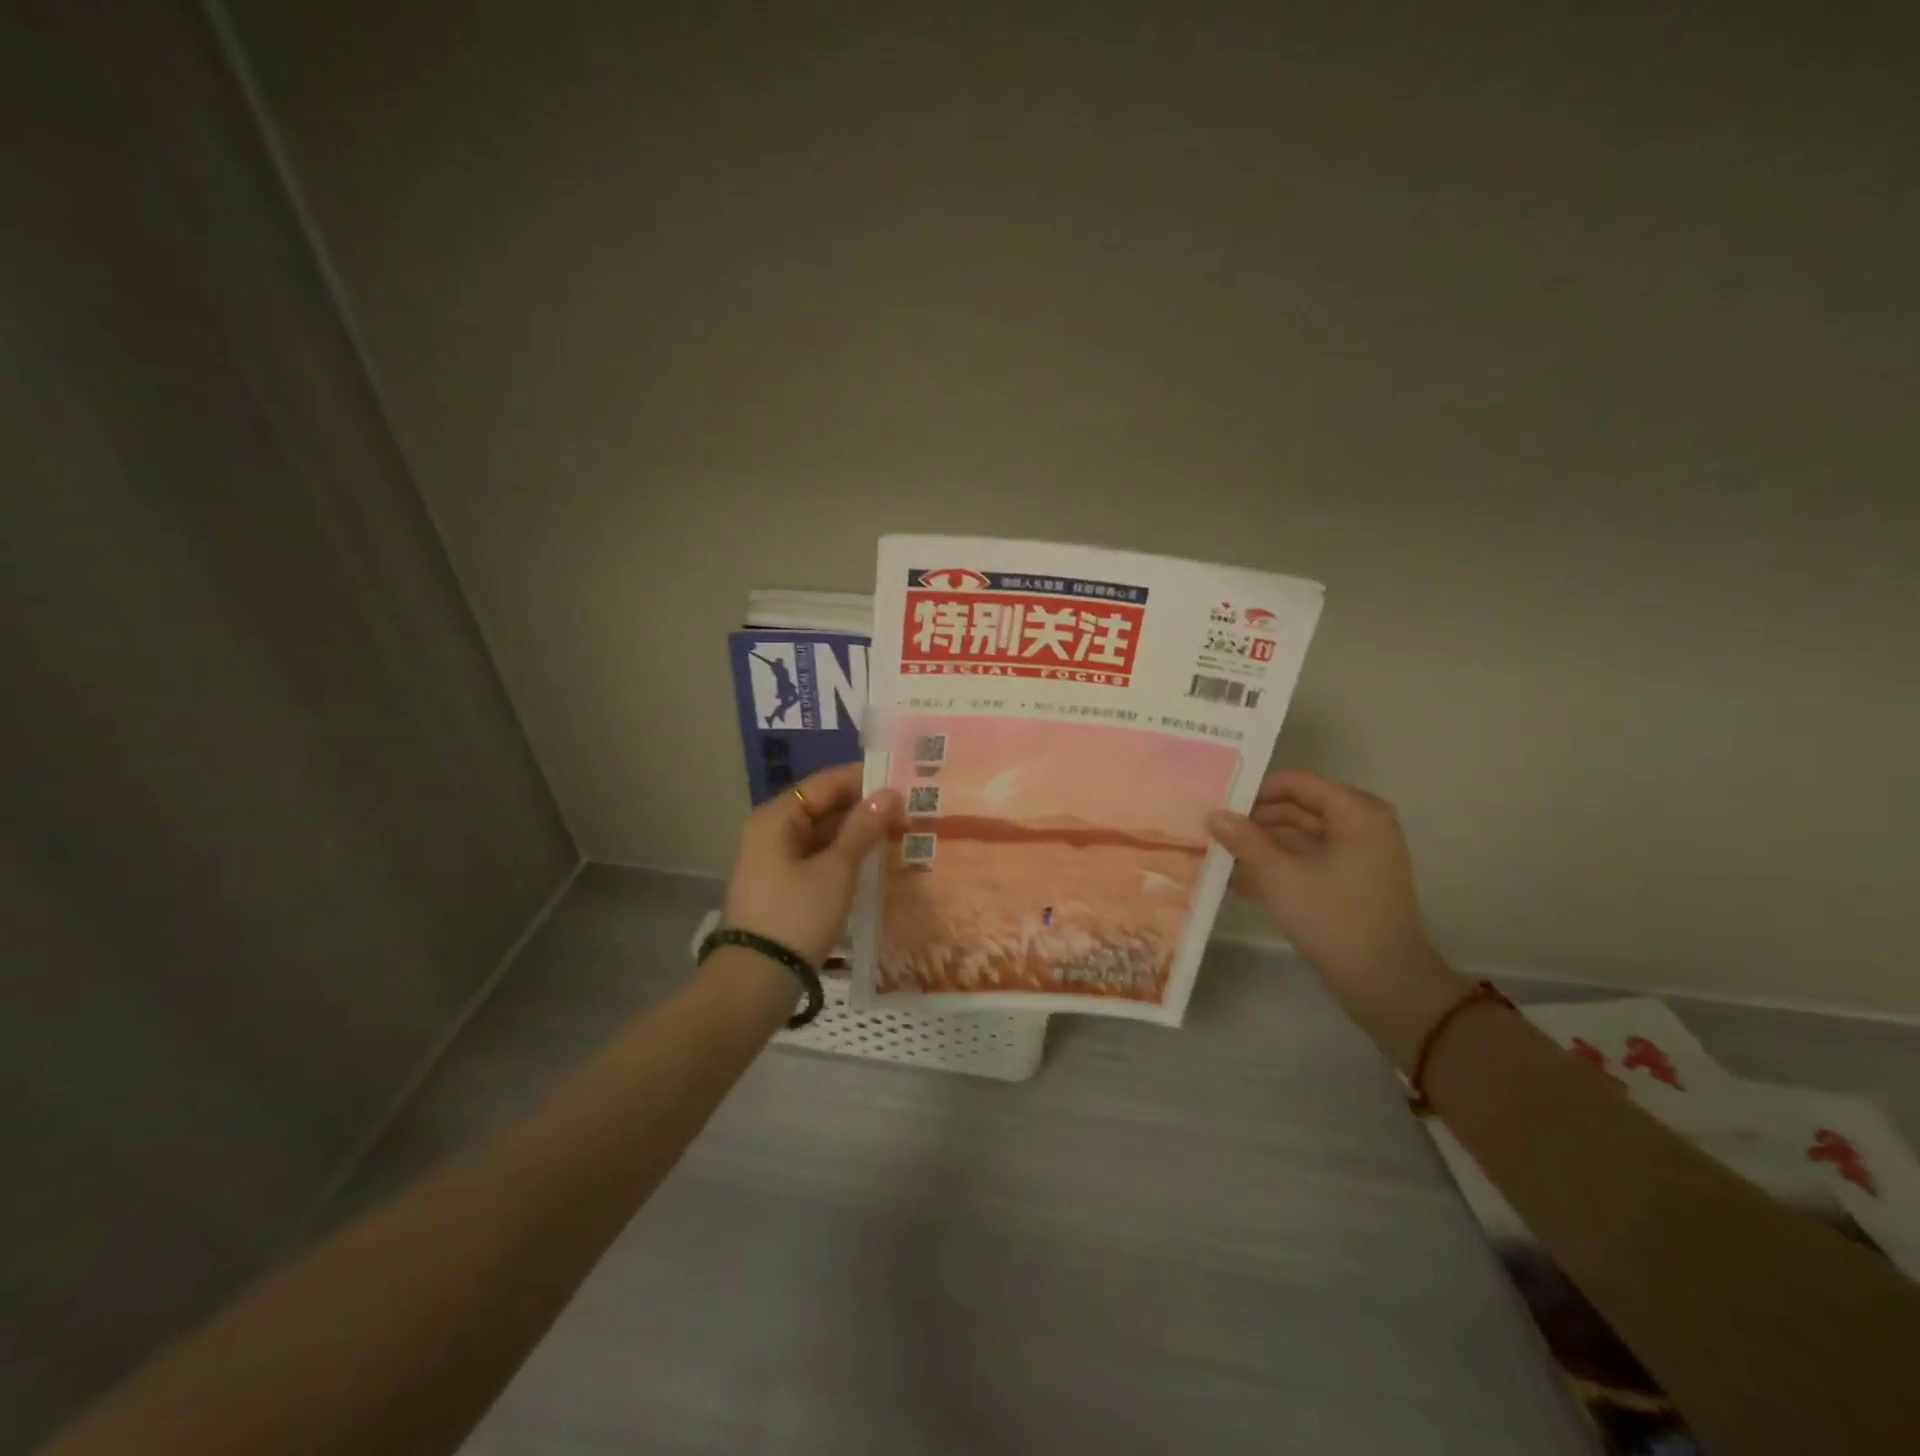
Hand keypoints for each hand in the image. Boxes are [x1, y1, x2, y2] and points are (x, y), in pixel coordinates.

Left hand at [722, 764, 902, 966]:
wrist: (757, 979)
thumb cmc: (798, 914)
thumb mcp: (837, 869)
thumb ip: (863, 828)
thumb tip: (889, 792)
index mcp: (777, 817)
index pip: (826, 783)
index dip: (865, 780)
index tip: (904, 784)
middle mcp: (772, 830)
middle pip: (824, 806)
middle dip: (864, 808)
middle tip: (909, 814)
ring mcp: (775, 859)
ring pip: (823, 833)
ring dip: (857, 833)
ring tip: (898, 835)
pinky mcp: (782, 884)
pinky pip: (818, 856)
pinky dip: (844, 855)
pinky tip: (874, 861)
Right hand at [1207, 772, 1463, 1044]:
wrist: (1384, 982)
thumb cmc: (1332, 917)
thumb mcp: (1278, 875)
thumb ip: (1244, 840)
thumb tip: (1214, 814)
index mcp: (1355, 812)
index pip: (1296, 783)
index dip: (1255, 790)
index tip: (1218, 804)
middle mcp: (1362, 824)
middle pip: (1298, 808)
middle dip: (1255, 821)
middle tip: (1213, 830)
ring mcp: (1360, 854)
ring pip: (1300, 837)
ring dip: (1262, 846)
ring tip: (1220, 856)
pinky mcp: (1352, 881)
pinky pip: (1310, 860)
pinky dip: (1280, 866)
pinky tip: (1240, 882)